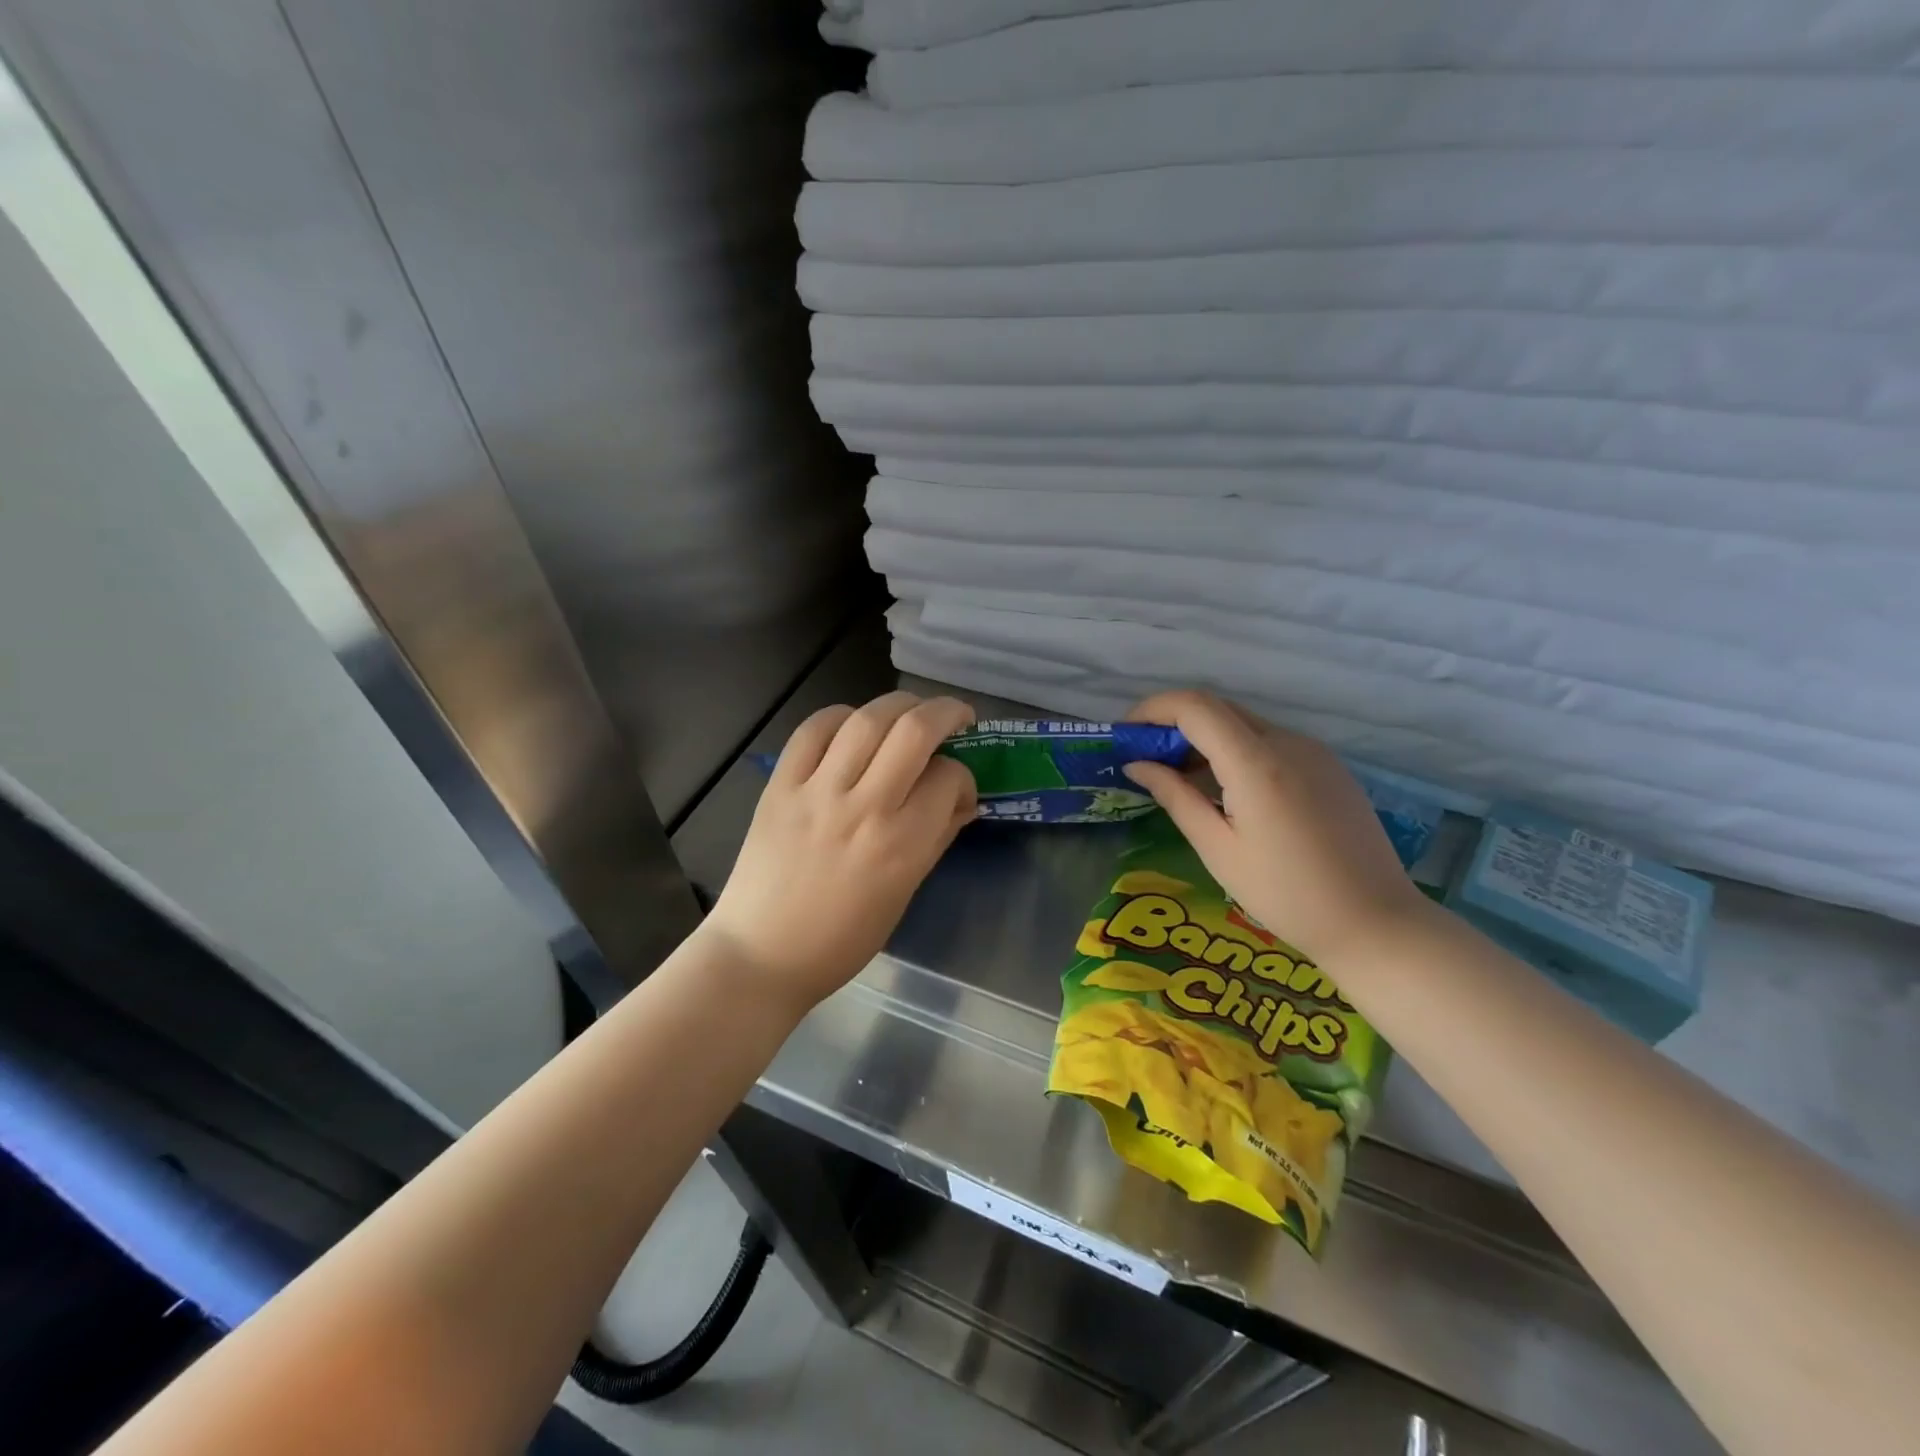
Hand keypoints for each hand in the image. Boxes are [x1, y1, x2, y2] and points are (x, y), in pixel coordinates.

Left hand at [704, 691, 977, 1011]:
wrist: (761, 953)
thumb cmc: (842, 939)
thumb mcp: (903, 895)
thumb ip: (936, 840)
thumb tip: (962, 802)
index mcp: (901, 846)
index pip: (948, 779)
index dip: (964, 776)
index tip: (959, 787)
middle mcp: (863, 808)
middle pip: (914, 731)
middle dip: (946, 712)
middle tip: (957, 717)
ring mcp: (817, 792)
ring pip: (867, 719)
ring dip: (900, 704)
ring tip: (912, 711)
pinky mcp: (780, 786)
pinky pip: (813, 730)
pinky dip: (841, 716)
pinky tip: (854, 725)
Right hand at [1122, 691, 1425, 965]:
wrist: (1375, 922)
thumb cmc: (1286, 895)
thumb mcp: (1218, 849)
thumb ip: (1175, 797)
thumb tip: (1137, 764)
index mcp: (1257, 762)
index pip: (1194, 706)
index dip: (1153, 710)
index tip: (1126, 736)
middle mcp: (1287, 742)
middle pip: (1218, 709)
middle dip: (1173, 724)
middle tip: (1144, 759)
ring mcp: (1313, 751)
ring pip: (1244, 724)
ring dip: (1204, 738)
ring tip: (1179, 779)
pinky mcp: (1328, 766)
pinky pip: (1270, 742)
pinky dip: (1235, 751)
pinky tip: (1225, 790)